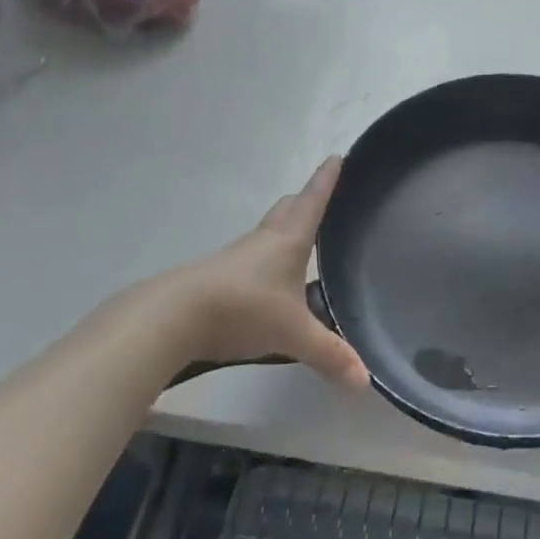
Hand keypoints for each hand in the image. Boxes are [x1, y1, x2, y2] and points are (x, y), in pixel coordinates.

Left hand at [165, 159, 369, 389]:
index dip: (327, 178)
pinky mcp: (219, 277)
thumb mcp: (292, 334)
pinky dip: (266, 260)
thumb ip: (329, 355)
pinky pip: (251, 258)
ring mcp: (238, 257)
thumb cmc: (244, 308)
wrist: (174, 317)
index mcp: (289, 239)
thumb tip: (366, 381)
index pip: (313, 200)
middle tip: (323, 199)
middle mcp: (264, 240)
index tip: (338, 156)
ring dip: (284, 230)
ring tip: (302, 243)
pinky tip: (270, 282)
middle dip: (305, 200)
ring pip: (267, 233)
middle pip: (287, 209)